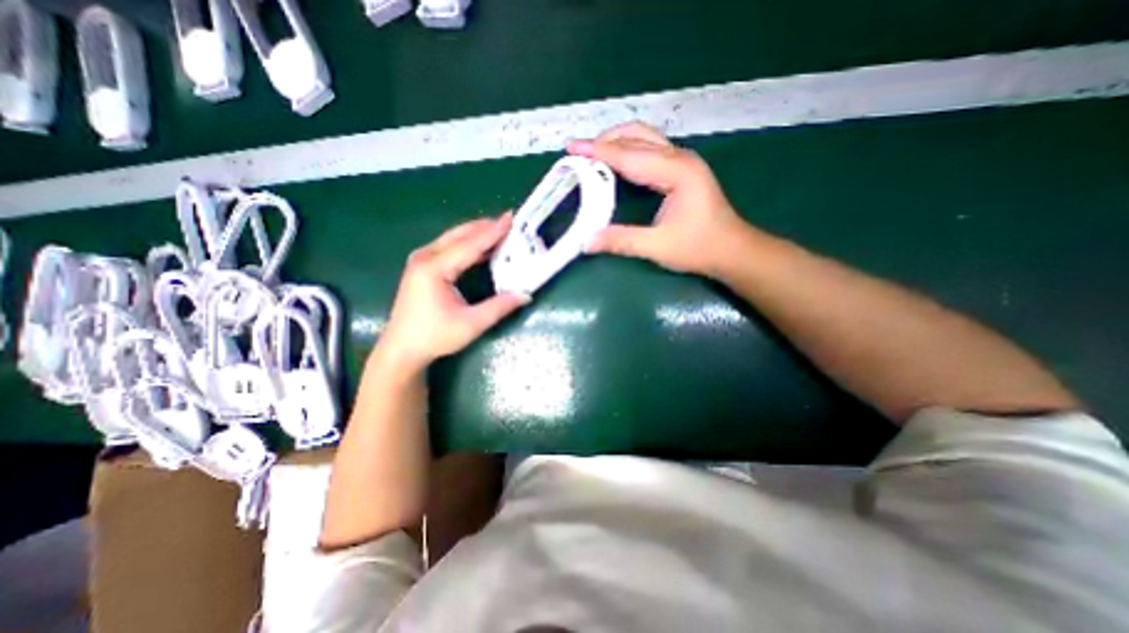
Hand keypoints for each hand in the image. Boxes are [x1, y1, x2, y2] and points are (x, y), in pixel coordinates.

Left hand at [375, 215, 525, 373]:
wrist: (402, 349)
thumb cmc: (434, 336)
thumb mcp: (471, 324)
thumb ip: (499, 307)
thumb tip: (525, 295)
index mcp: (434, 268)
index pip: (470, 245)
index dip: (493, 232)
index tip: (511, 218)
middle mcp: (425, 257)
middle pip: (460, 235)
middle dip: (485, 227)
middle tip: (509, 221)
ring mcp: (421, 260)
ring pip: (453, 238)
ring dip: (477, 233)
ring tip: (500, 231)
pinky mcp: (422, 266)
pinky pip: (449, 247)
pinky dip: (468, 244)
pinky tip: (482, 247)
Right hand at [571, 121, 752, 275]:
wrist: (732, 251)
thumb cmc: (700, 248)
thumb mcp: (658, 247)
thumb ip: (621, 241)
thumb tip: (586, 241)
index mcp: (676, 171)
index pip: (629, 155)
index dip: (598, 151)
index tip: (571, 147)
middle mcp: (679, 158)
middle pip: (637, 136)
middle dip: (605, 141)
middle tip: (578, 153)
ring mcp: (682, 162)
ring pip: (644, 139)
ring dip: (616, 143)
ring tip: (591, 155)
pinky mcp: (681, 170)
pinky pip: (649, 151)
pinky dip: (627, 153)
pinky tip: (615, 164)